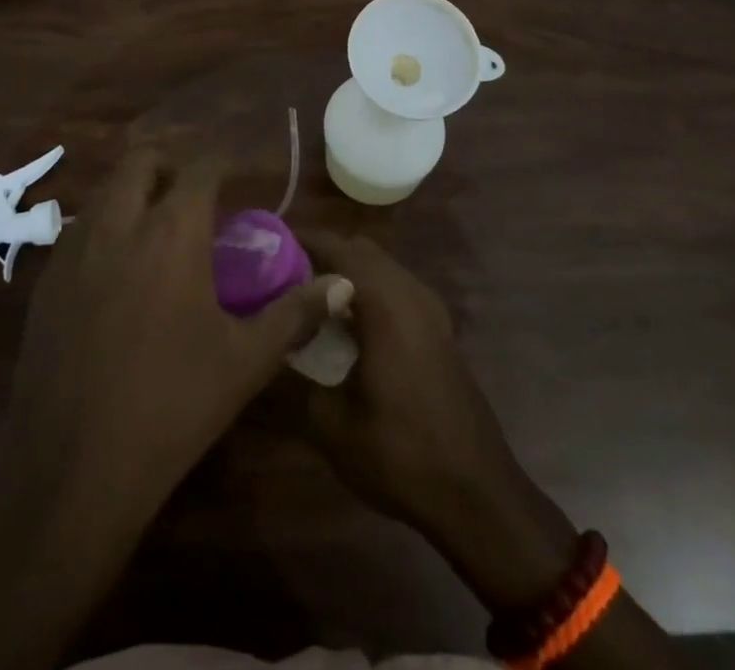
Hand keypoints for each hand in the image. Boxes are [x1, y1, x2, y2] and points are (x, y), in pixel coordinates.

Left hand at [4, 151, 346, 527]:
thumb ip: (295, 312)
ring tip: (154, 231)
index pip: (200, 169)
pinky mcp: (44, 283)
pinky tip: (114, 274)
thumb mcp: (246, 360)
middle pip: (140, 161)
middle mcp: (119, 224)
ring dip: (132, 194)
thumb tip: (342, 284)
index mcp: (172, 232)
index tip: (238, 179)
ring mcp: (73, 251)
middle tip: (191, 197)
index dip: (222, 165)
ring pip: (104, 193)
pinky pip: (77, 232)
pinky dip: (102, 230)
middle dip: (168, 166)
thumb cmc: (172, 405)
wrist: (72, 469)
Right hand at [293, 231, 577, 611]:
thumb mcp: (332, 426)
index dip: (300, 240)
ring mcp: (430, 309)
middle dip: (320, 254)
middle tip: (279, 276)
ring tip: (305, 299)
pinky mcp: (438, 329)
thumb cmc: (402, 455)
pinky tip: (344, 327)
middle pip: (360, 250)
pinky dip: (367, 290)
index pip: (338, 247)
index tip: (264, 248)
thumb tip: (255, 355)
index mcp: (386, 302)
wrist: (478, 494)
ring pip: (380, 268)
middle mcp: (411, 292)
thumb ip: (288, 383)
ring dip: (345, 272)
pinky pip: (395, 289)